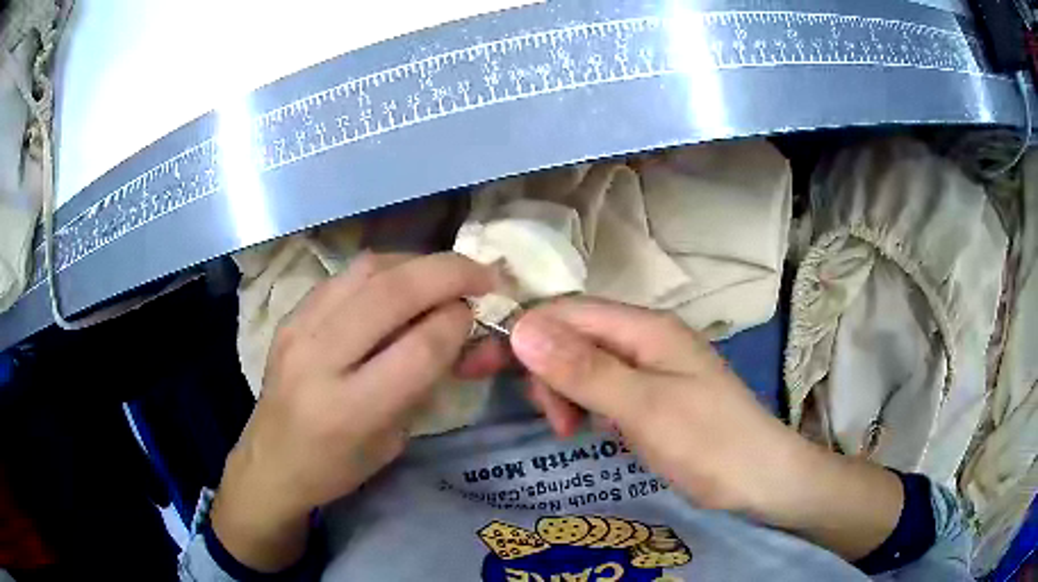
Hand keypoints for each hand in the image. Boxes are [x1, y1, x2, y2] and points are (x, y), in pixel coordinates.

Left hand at [211, 252, 495, 570]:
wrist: (271, 461)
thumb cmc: (337, 467)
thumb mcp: (393, 441)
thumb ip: (424, 382)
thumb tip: (456, 323)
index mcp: (350, 410)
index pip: (420, 348)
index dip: (458, 322)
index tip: (477, 315)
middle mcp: (319, 359)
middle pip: (393, 293)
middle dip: (449, 273)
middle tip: (483, 274)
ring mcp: (299, 329)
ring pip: (368, 270)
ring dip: (418, 262)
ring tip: (446, 273)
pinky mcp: (291, 314)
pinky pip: (346, 274)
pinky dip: (386, 269)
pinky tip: (403, 280)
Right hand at [508, 298, 902, 559]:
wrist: (761, 478)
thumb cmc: (709, 442)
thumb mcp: (643, 408)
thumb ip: (584, 369)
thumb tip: (522, 327)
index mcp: (644, 327)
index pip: (566, 313)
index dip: (520, 332)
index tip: (479, 367)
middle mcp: (644, 337)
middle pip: (572, 335)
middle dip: (543, 369)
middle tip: (545, 418)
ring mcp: (649, 366)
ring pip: (583, 363)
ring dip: (564, 392)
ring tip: (570, 431)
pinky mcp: (651, 393)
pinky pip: (601, 386)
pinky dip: (584, 405)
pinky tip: (590, 429)